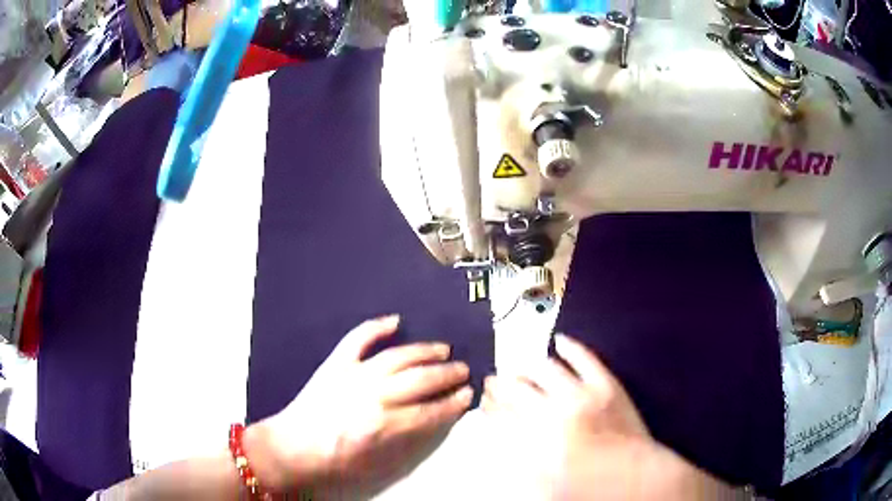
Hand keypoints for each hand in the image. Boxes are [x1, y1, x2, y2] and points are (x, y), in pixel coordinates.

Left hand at [244, 315, 472, 497]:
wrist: (293, 447)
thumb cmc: (333, 461)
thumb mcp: (376, 463)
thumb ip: (406, 440)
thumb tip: (430, 420)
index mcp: (384, 425)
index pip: (430, 411)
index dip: (453, 404)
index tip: (467, 395)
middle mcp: (374, 395)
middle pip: (421, 380)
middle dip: (447, 375)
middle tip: (463, 370)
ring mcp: (354, 374)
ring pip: (398, 357)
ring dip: (424, 351)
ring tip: (443, 349)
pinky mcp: (336, 363)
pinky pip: (358, 339)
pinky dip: (376, 327)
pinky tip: (395, 321)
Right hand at [482, 334, 740, 500]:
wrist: (635, 479)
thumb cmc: (589, 489)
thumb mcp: (543, 486)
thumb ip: (519, 461)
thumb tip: (502, 441)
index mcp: (537, 442)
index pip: (501, 416)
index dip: (489, 406)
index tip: (484, 400)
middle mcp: (555, 413)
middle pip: (517, 389)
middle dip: (500, 384)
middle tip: (493, 380)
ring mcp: (583, 395)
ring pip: (545, 369)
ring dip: (527, 366)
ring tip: (520, 366)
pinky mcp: (606, 384)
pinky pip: (584, 357)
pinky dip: (570, 346)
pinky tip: (560, 341)